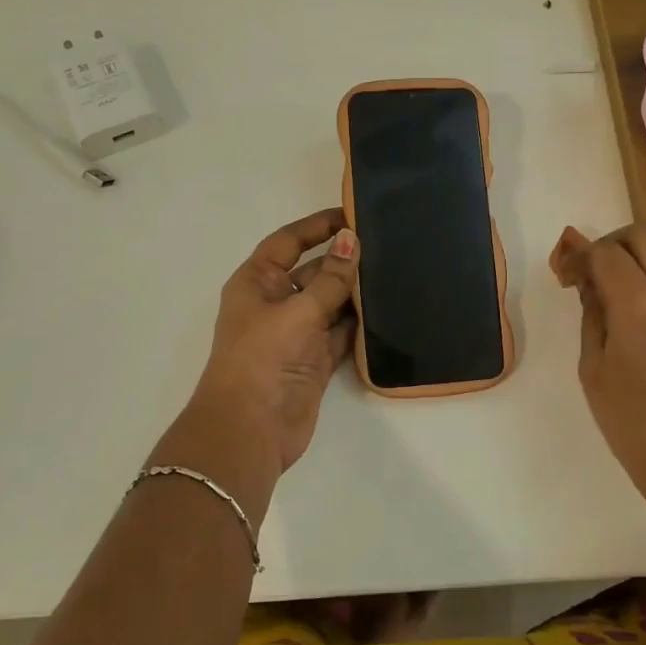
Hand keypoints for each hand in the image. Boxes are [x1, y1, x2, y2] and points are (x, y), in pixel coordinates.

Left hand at [149, 208, 359, 518]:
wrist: (250, 430)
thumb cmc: (262, 359)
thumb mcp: (297, 311)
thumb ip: (330, 278)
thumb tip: (352, 239)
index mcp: (257, 282)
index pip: (288, 242)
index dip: (317, 226)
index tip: (353, 214)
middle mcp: (275, 303)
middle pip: (313, 271)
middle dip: (344, 260)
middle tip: (387, 244)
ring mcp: (296, 333)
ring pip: (331, 302)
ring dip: (355, 292)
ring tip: (395, 271)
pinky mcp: (315, 360)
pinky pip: (341, 333)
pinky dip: (360, 324)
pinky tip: (388, 310)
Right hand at [551, 222, 645, 514]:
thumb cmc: (636, 425)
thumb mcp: (594, 369)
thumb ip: (591, 313)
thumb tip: (587, 278)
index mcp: (639, 303)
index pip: (605, 252)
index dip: (579, 257)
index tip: (567, 276)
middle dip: (615, 244)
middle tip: (598, 271)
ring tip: (630, 286)